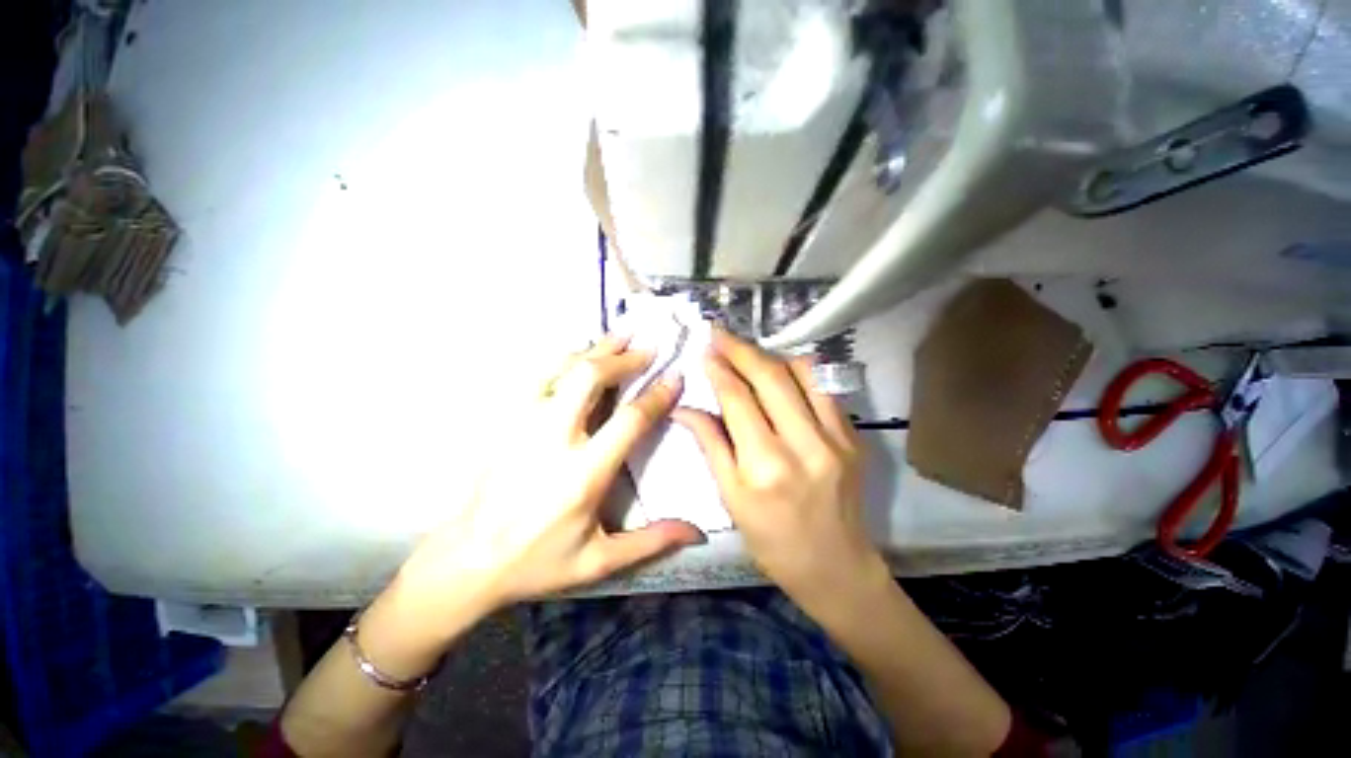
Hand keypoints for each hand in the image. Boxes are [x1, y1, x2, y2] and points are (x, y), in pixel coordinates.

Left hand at [396, 336, 703, 627]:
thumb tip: (697, 532)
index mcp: (583, 474)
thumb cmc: (536, 562)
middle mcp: (554, 439)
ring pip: (561, 368)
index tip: (675, 377)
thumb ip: (651, 541)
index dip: (657, 395)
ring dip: (594, 349)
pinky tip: (577, 354)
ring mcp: (524, 424)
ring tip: (620, 336)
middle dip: (623, 357)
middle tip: (647, 347)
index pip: (629, 421)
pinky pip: (536, 376)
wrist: (465, 560)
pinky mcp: (505, 421)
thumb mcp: (598, 562)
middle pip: (590, 378)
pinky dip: (562, 360)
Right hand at [674, 329, 883, 604]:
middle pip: (770, 377)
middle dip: (741, 349)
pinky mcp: (853, 436)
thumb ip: (710, 444)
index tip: (704, 350)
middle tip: (720, 334)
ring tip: (748, 352)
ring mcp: (835, 437)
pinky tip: (780, 372)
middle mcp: (803, 443)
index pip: (737, 398)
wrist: (836, 568)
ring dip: (770, 355)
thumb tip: (684, 409)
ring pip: (802, 373)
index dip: (718, 369)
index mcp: (765, 464)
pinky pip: (824, 389)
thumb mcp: (730, 498)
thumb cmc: (772, 541)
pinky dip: (799, 372)